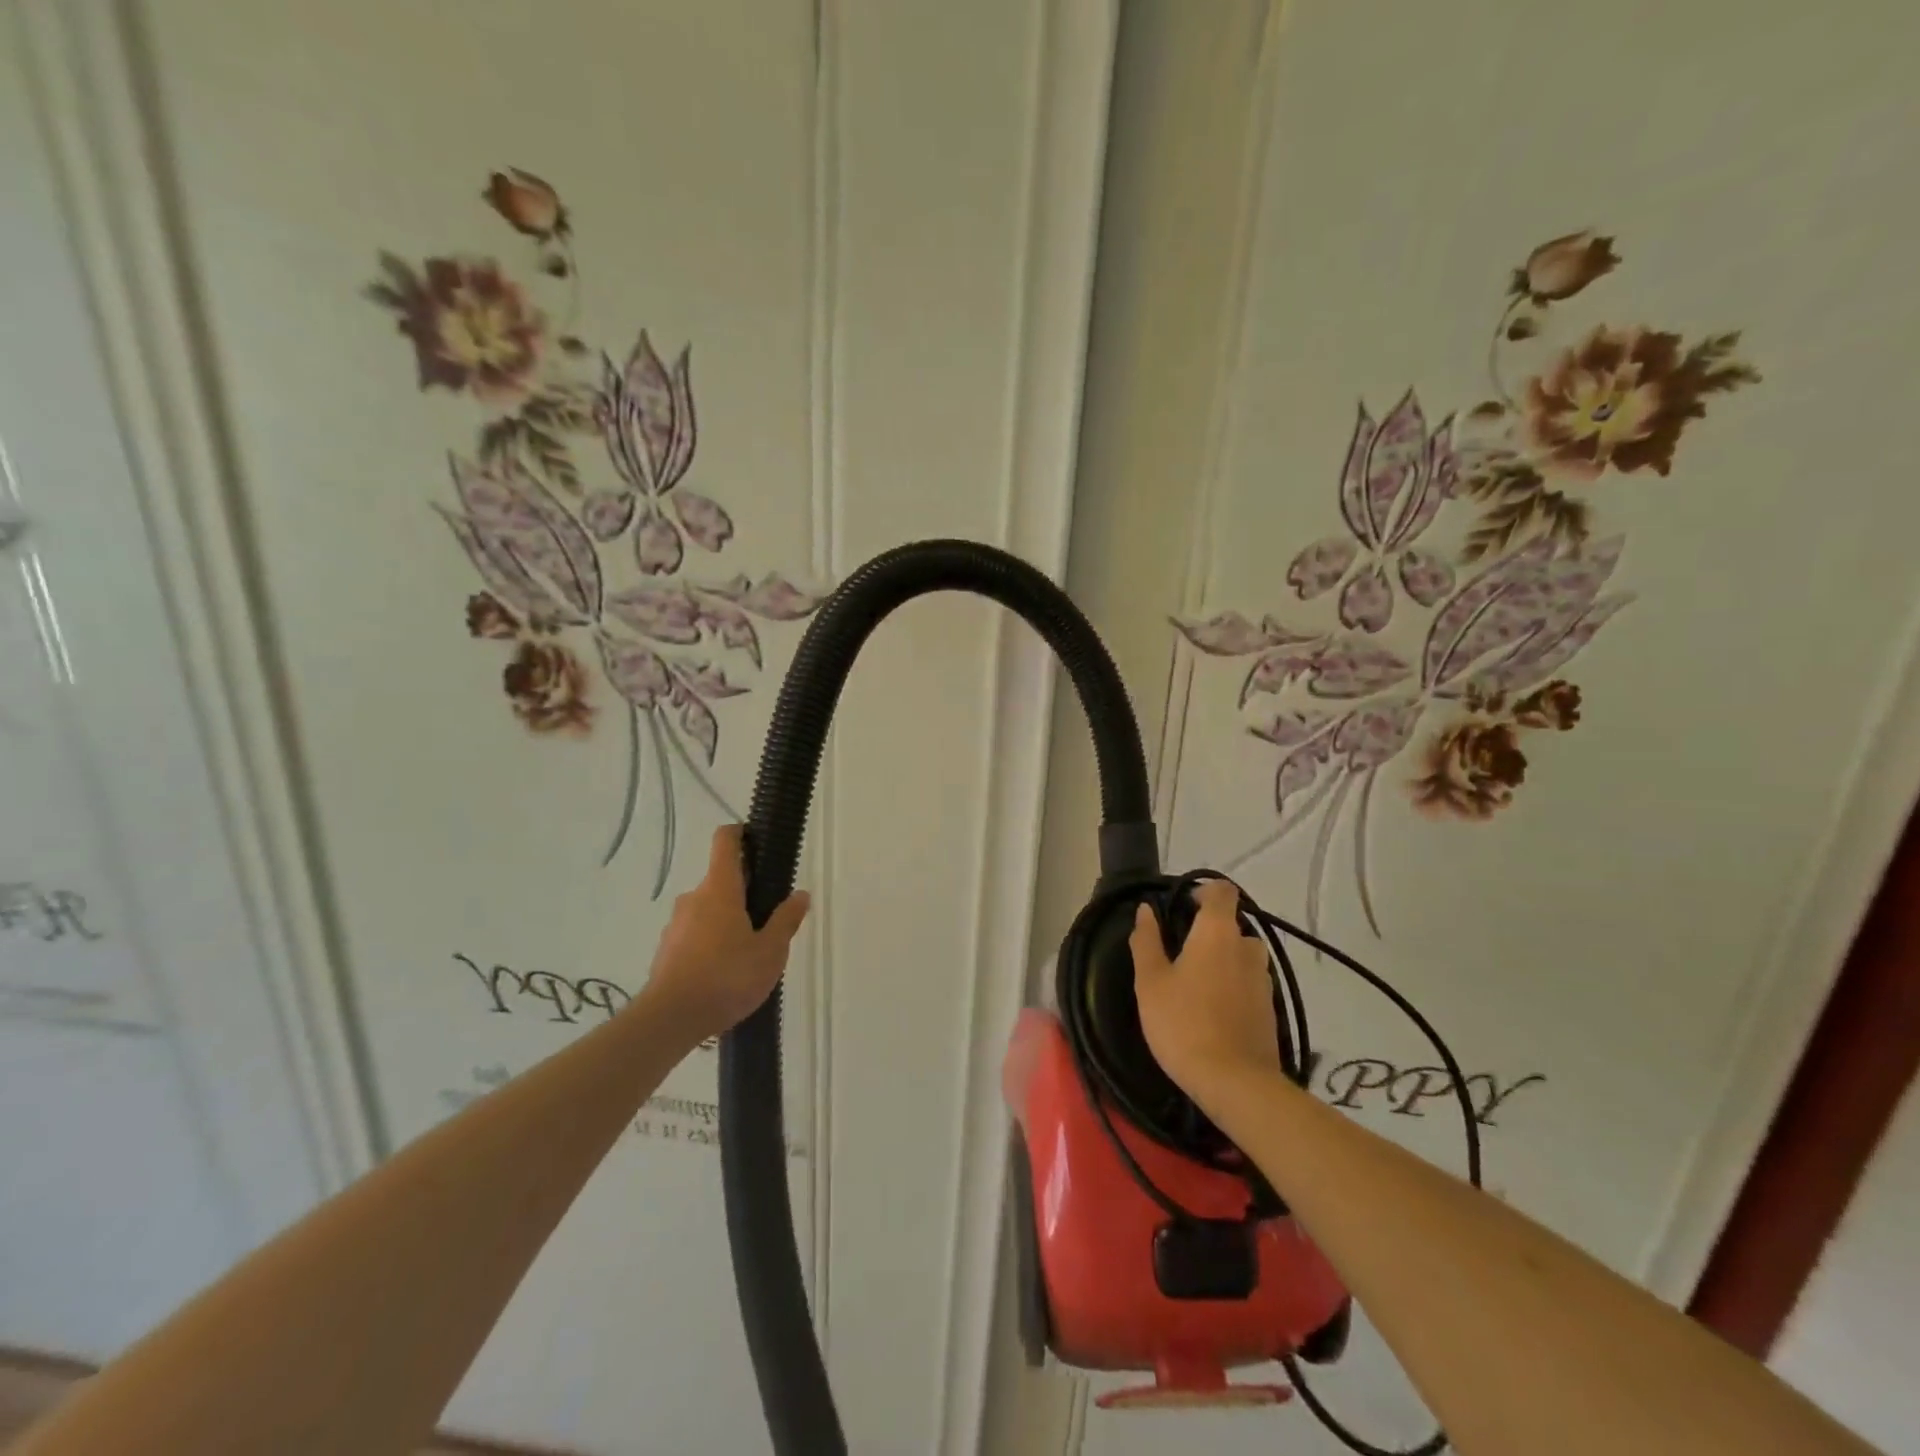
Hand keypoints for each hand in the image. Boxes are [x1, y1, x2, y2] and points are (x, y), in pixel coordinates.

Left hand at [642, 825, 809, 1045]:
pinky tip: (726, 971)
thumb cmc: (727, 977)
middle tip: (769, 918)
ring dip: (728, 919)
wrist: (670, 1020)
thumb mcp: (770, 951)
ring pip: (708, 909)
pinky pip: (695, 933)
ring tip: (749, 952)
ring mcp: (676, 924)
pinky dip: (712, 941)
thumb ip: (786, 920)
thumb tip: (800, 894)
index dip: (741, 834)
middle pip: (722, 879)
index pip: (725, 841)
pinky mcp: (667, 950)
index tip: (758, 842)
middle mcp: (694, 898)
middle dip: (745, 892)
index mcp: (720, 889)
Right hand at [1130, 879, 1281, 1105]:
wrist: (1235, 1083)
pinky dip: (1232, 985)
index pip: (1221, 891)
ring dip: (1221, 960)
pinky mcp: (1270, 1008)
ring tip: (1194, 985)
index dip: (1202, 892)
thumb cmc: (1183, 1023)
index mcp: (1217, 932)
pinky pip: (1248, 982)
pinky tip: (1212, 1010)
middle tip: (1178, 955)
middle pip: (1230, 925)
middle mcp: (1247, 948)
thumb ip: (1146, 941)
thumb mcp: (1150, 982)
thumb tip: (1145, 910)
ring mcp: (1263, 979)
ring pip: (1241, 955)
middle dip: (1207, 933)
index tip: (1180, 908)